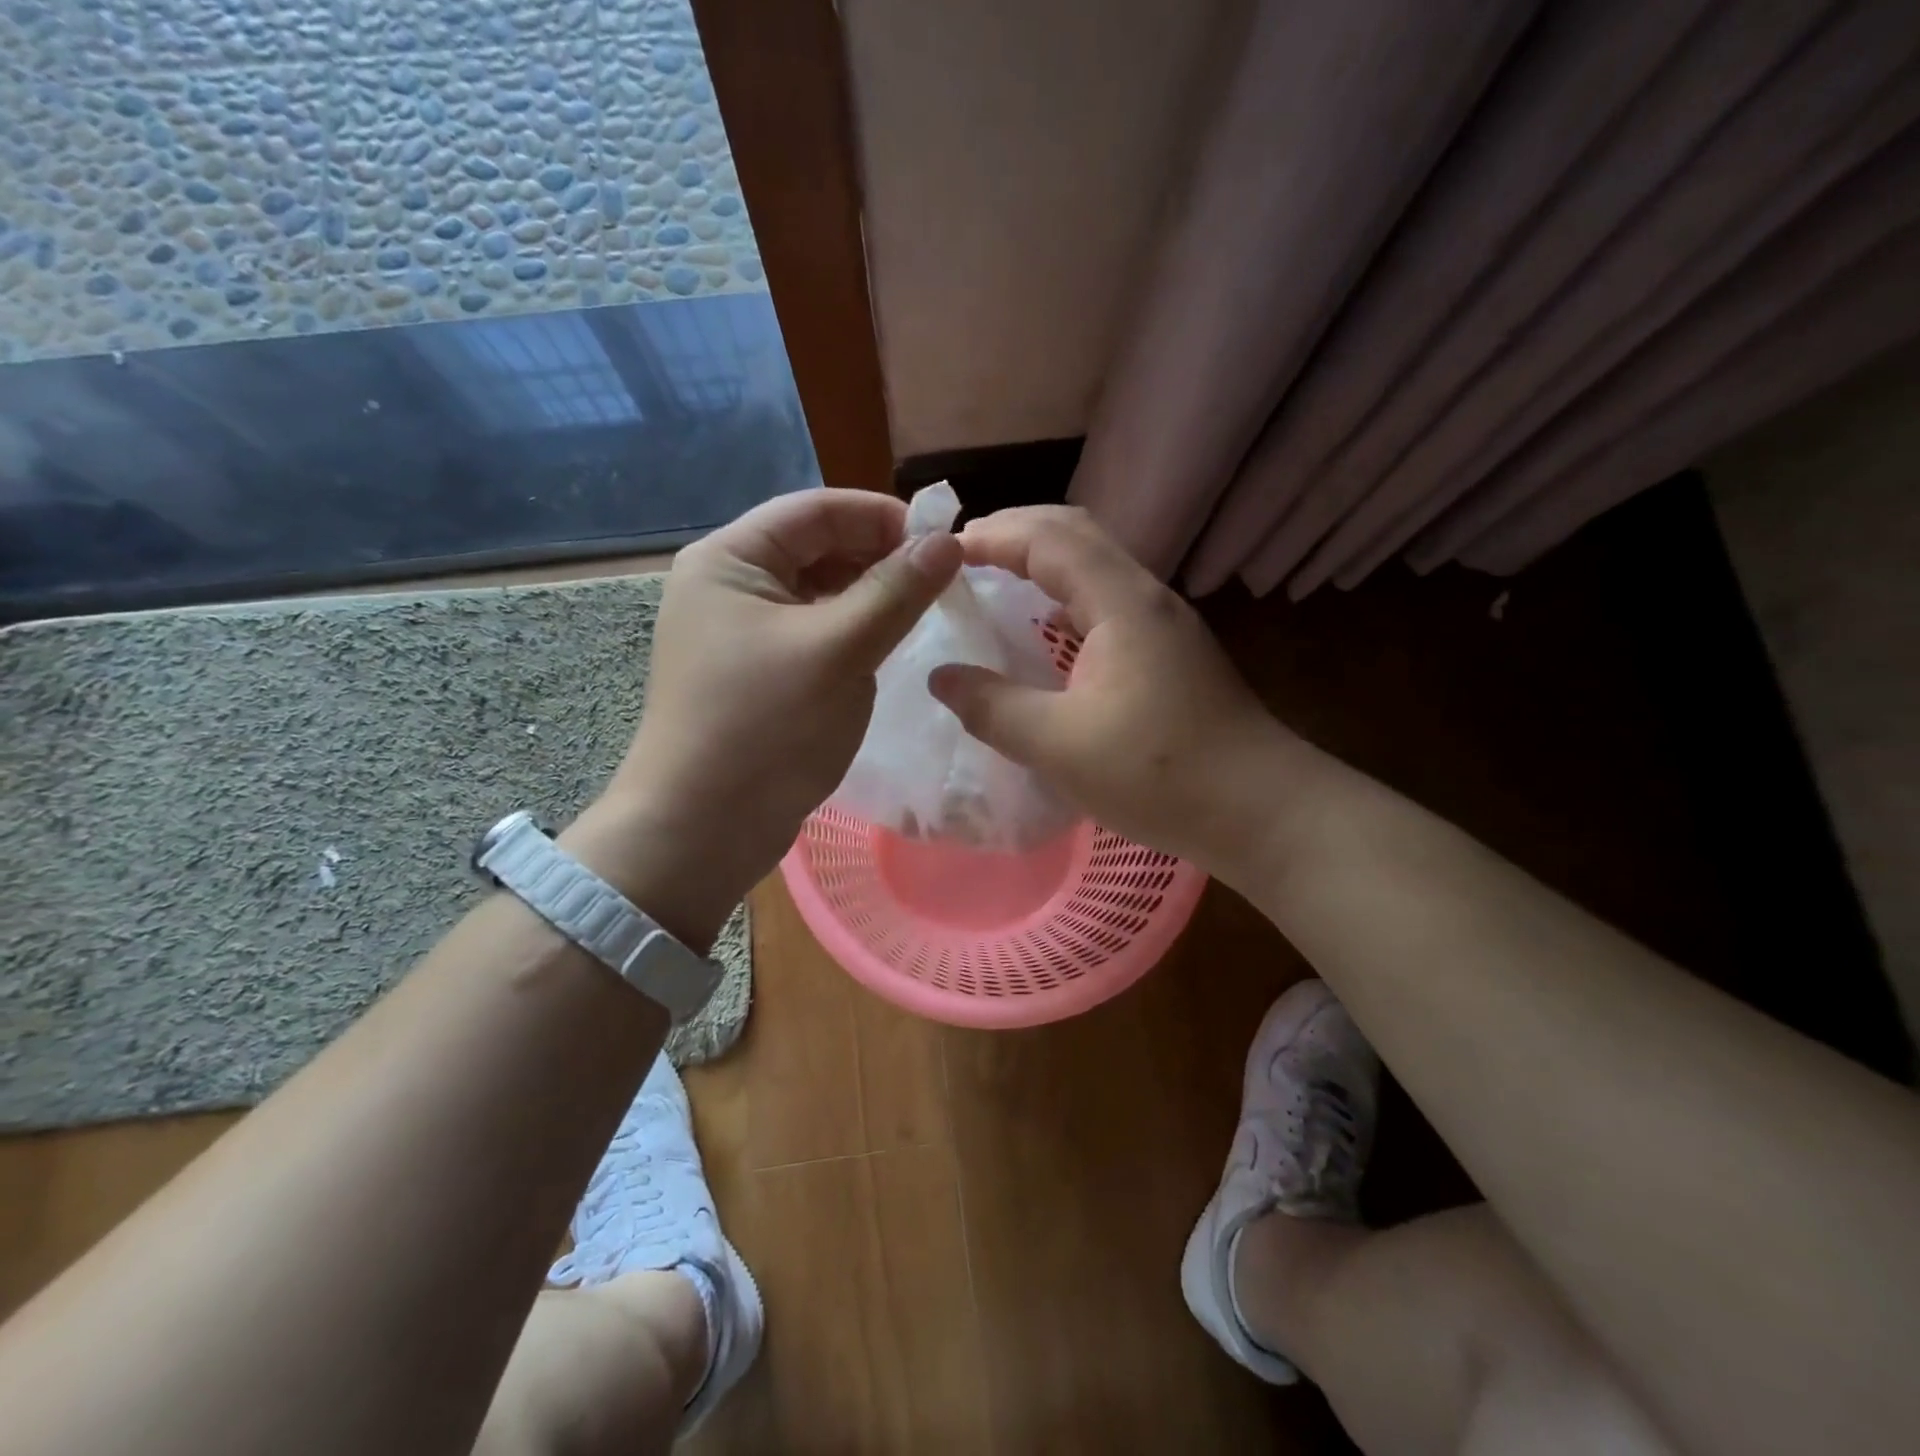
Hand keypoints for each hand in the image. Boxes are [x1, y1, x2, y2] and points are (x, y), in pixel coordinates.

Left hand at [563, 489, 960, 947]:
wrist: (702, 829)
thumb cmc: (765, 729)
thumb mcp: (838, 651)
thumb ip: (896, 592)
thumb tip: (948, 542)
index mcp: (729, 559)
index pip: (816, 510)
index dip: (882, 517)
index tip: (943, 540)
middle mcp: (729, 585)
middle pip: (817, 548)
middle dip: (879, 558)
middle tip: (941, 581)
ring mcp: (741, 633)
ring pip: (819, 594)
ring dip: (870, 597)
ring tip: (923, 612)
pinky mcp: (758, 673)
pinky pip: (814, 634)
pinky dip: (852, 633)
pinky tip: (887, 647)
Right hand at [928, 506, 1299, 878]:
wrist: (1261, 812)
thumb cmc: (1160, 775)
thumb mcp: (1060, 746)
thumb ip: (993, 707)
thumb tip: (941, 677)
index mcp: (1122, 603)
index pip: (1049, 538)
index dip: (992, 535)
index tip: (941, 552)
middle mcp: (1147, 597)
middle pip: (1076, 534)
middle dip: (1016, 533)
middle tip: (963, 556)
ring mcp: (1164, 624)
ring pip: (1095, 565)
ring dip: (1043, 562)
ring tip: (995, 581)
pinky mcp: (1171, 652)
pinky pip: (1107, 600)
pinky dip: (1065, 596)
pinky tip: (1047, 632)